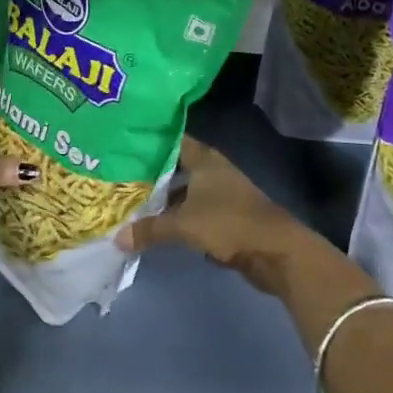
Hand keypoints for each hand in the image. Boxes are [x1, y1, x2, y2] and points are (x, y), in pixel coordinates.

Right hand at [115, 136, 320, 296]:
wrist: (275, 251)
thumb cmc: (228, 223)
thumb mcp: (183, 225)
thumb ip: (150, 229)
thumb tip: (117, 237)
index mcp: (204, 159)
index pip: (172, 141)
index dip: (149, 142)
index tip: (123, 145)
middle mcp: (212, 171)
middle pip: (175, 167)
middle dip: (150, 174)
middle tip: (118, 177)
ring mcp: (221, 194)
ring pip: (184, 191)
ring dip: (163, 198)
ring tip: (131, 202)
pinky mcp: (225, 217)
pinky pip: (193, 211)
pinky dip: (177, 216)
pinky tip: (156, 225)